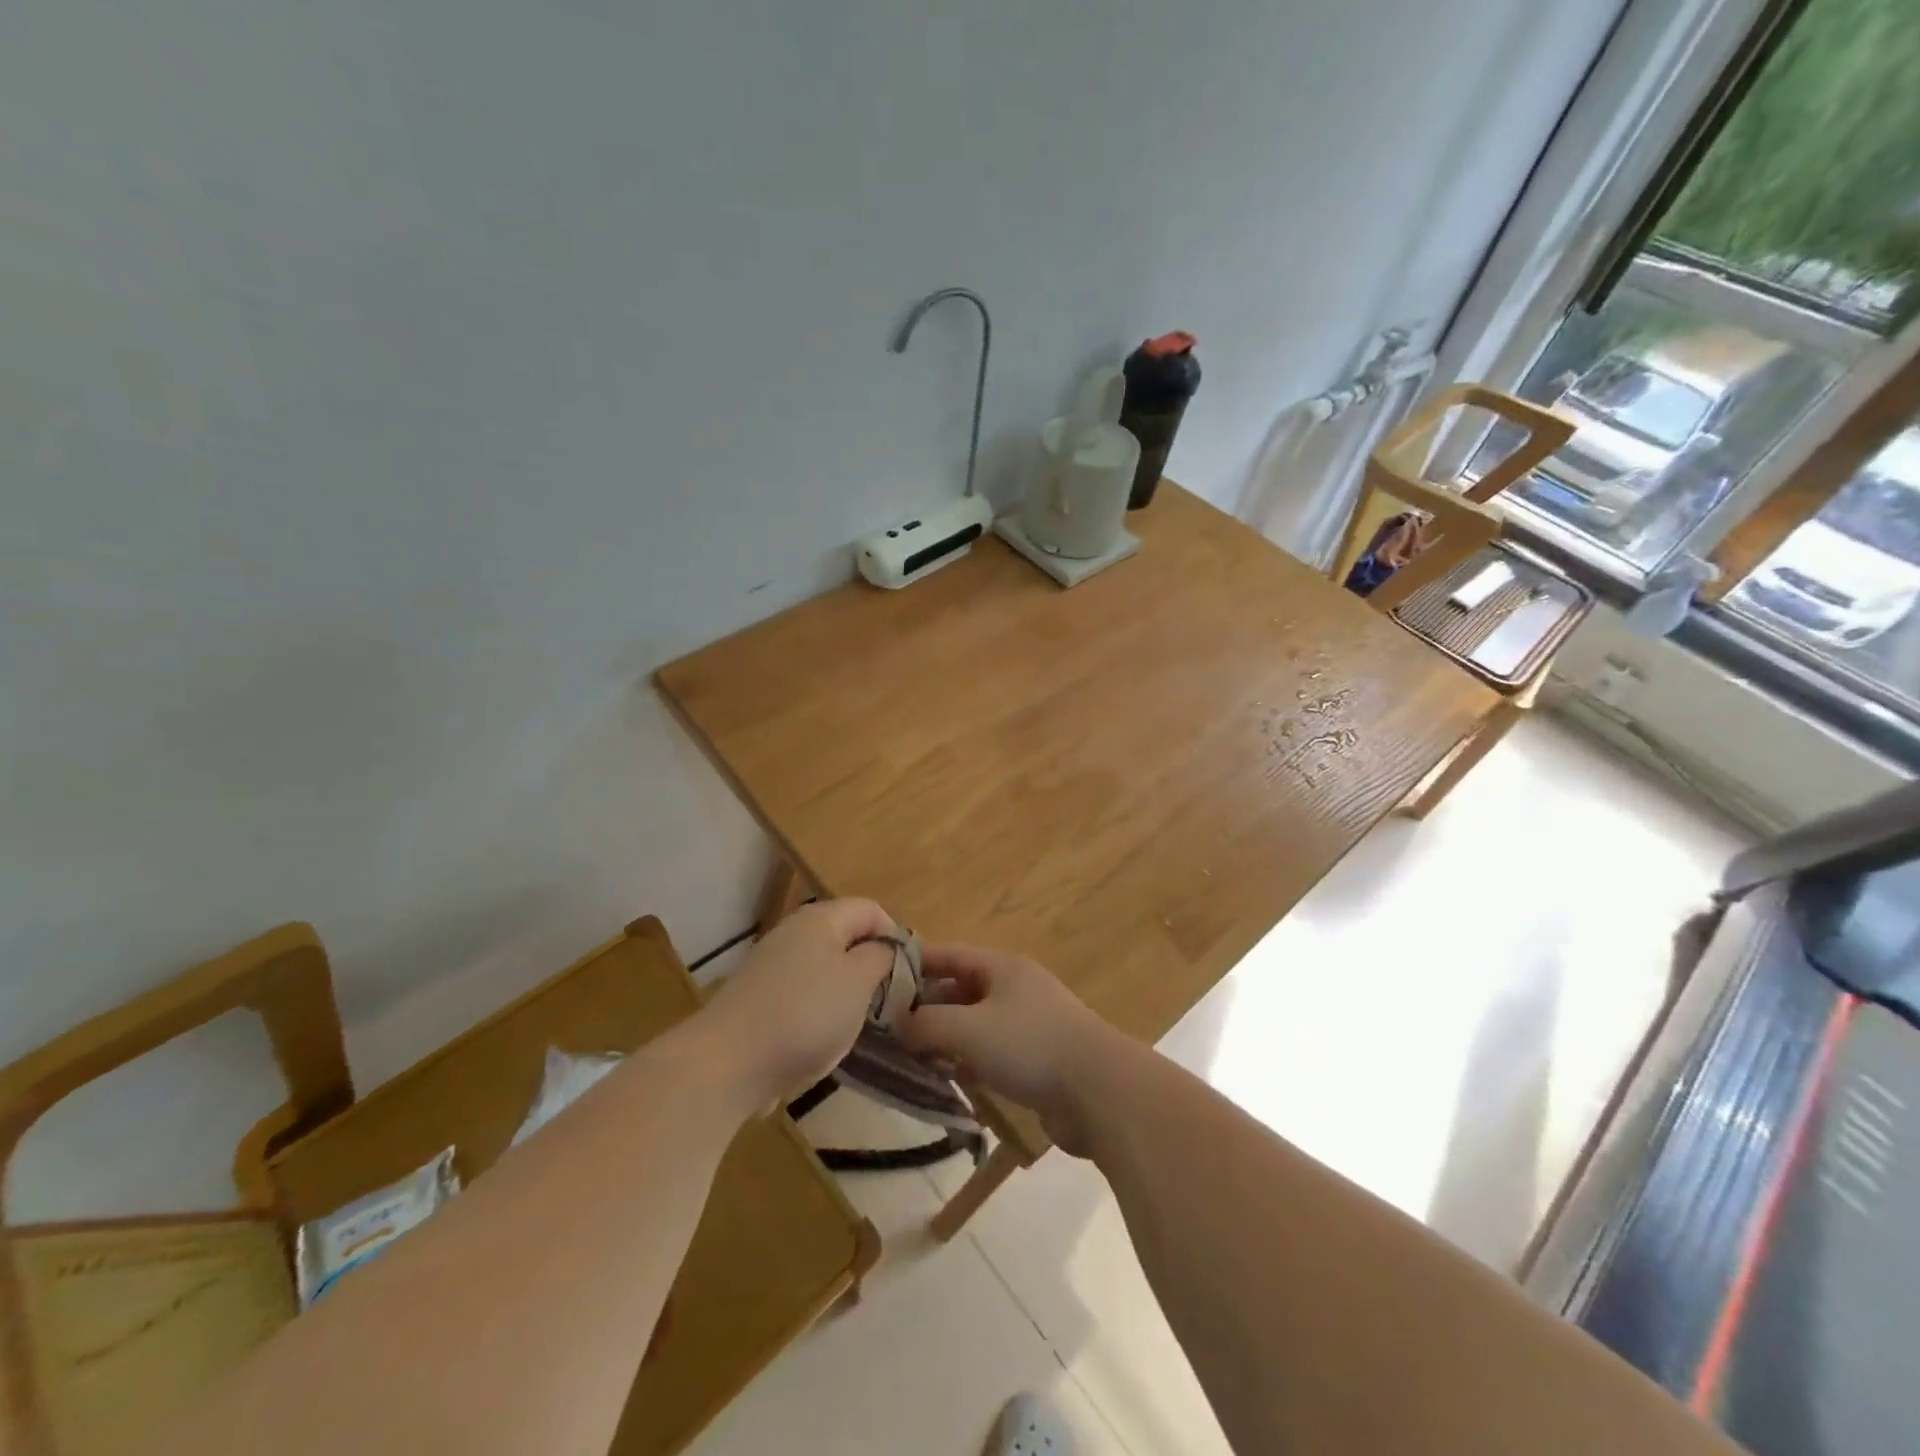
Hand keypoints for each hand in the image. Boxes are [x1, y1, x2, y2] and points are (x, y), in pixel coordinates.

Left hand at [703, 897, 895, 1109]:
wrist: (727, 1063)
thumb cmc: (805, 1014)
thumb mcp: (859, 982)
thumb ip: (880, 957)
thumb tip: (883, 948)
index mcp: (821, 919)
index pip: (871, 909)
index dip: (896, 935)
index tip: (910, 973)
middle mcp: (794, 932)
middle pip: (845, 937)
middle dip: (870, 966)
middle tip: (887, 1001)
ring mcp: (771, 965)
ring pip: (824, 968)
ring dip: (845, 992)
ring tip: (857, 1024)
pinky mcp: (757, 998)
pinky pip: (801, 994)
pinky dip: (817, 1012)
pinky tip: (820, 1041)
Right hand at [895, 944, 1122, 1155]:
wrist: (1099, 1091)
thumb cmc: (1029, 1045)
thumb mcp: (967, 1030)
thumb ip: (926, 1024)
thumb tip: (896, 1022)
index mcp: (1001, 967)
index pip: (947, 954)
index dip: (914, 963)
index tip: (878, 978)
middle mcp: (1014, 988)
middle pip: (959, 989)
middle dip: (925, 1006)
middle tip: (888, 1026)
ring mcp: (1028, 1023)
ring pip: (974, 1023)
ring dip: (945, 1037)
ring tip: (910, 1054)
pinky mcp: (1037, 1058)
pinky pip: (991, 1051)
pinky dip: (968, 1060)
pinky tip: (949, 1077)